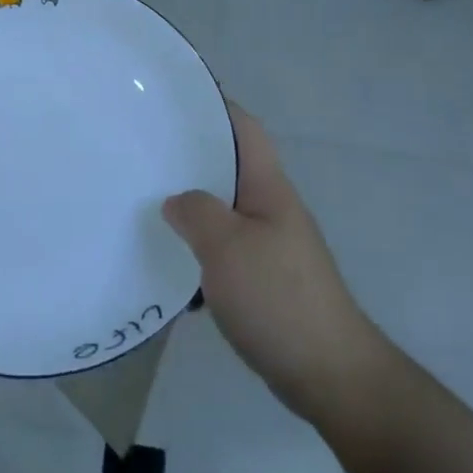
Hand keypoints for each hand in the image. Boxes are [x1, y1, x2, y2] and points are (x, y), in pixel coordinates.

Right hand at [163, 104, 387, 425]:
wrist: (329, 374)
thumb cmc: (279, 299)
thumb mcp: (228, 247)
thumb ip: (196, 212)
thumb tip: (176, 201)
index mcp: (268, 188)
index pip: (244, 129)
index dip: (215, 106)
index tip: (174, 98)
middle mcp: (271, 209)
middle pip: (229, 168)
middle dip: (189, 157)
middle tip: (143, 150)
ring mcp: (269, 246)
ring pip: (222, 212)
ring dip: (189, 207)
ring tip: (144, 202)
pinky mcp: (263, 281)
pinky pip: (222, 251)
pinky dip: (196, 251)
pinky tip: (166, 263)